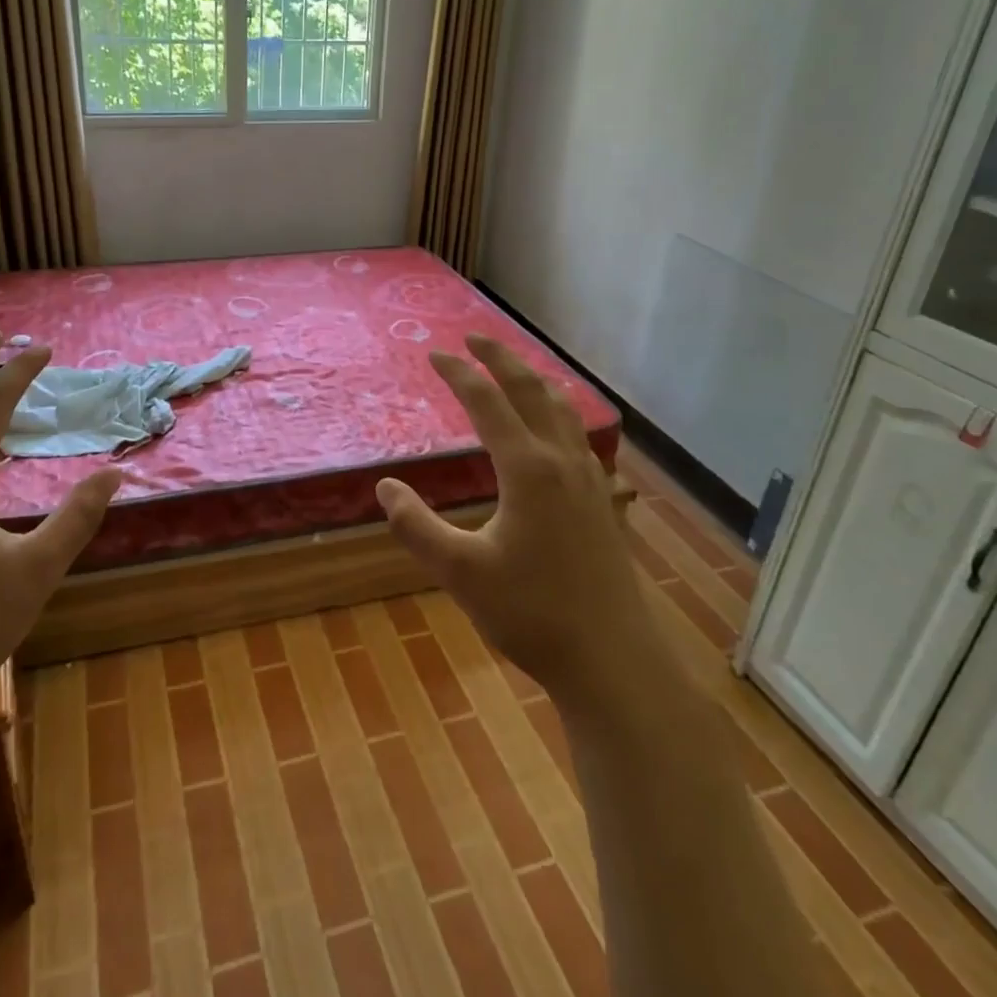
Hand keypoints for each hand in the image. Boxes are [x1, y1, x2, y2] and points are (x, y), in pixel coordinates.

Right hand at [376, 335, 648, 708]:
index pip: (487, 402)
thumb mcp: (459, 571)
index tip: (434, 354)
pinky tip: (553, 430)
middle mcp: (562, 461)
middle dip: (501, 359)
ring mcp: (590, 479)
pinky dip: (557, 412)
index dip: (459, 374)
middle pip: (531, 390)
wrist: (611, 658)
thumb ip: (416, 526)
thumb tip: (386, 488)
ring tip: (512, 372)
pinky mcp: (602, 501)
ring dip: (533, 381)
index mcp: (528, 469)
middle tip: (474, 339)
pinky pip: (578, 435)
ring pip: (563, 410)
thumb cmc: (531, 614)